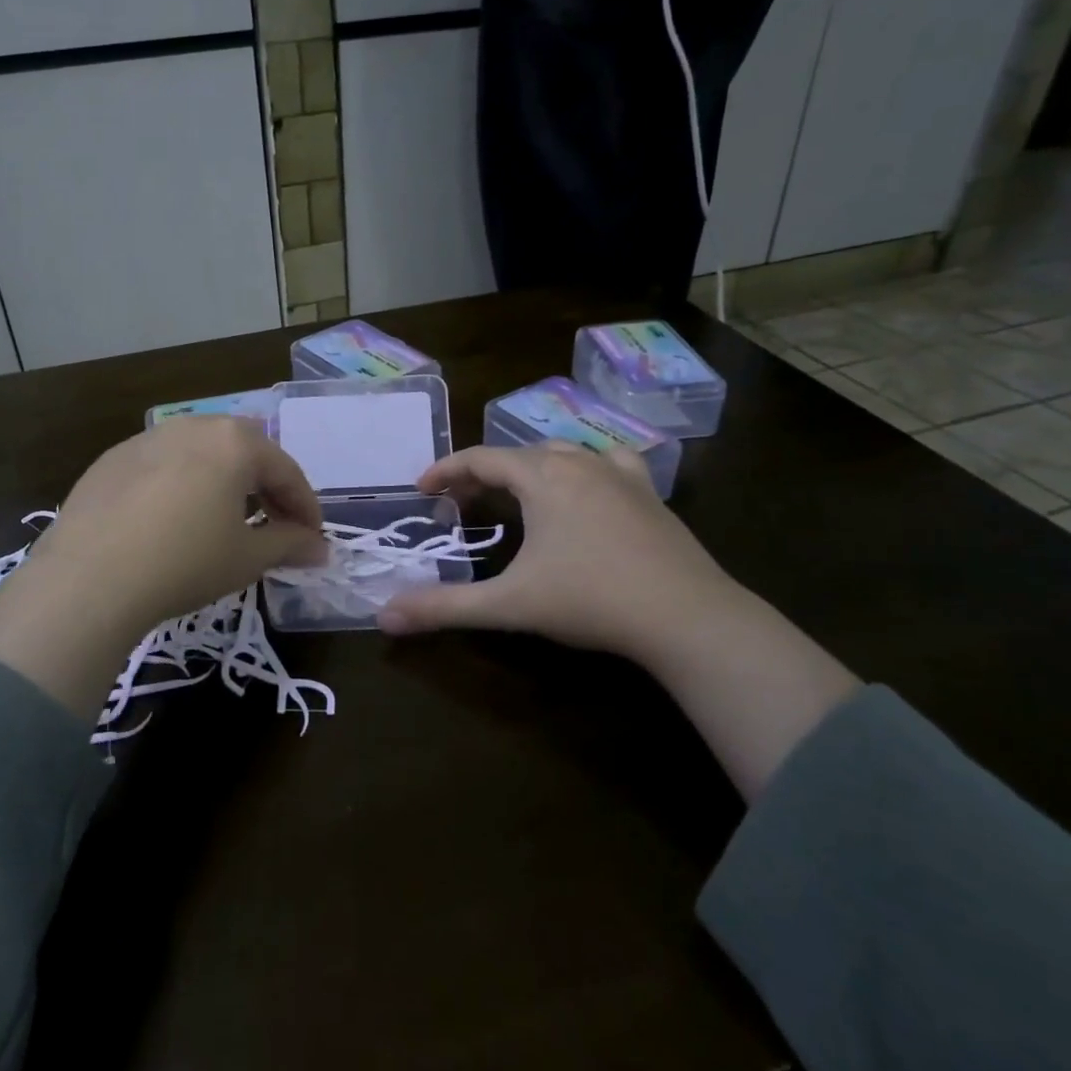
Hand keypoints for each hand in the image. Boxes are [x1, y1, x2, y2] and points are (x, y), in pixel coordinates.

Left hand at [0, 417, 326, 716]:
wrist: (89, 579)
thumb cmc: (185, 562)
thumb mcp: (247, 558)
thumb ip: (289, 544)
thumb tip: (321, 549)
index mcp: (234, 442)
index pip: (286, 470)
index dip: (305, 507)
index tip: (313, 538)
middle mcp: (193, 426)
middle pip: (245, 451)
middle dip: (266, 487)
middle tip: (274, 524)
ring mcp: (147, 438)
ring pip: (201, 454)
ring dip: (223, 481)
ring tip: (225, 519)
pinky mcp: (111, 459)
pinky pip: (162, 465)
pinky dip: (181, 485)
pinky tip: (172, 520)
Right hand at [377, 442, 737, 668]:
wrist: (687, 617)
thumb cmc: (590, 600)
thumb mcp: (509, 605)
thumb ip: (444, 607)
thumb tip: (384, 617)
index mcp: (542, 476)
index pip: (480, 458)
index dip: (446, 470)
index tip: (422, 489)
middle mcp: (578, 462)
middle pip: (517, 454)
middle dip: (482, 473)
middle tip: (460, 503)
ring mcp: (619, 474)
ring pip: (561, 453)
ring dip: (529, 468)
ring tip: (515, 494)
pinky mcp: (649, 493)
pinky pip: (608, 462)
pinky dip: (585, 468)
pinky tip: (589, 486)